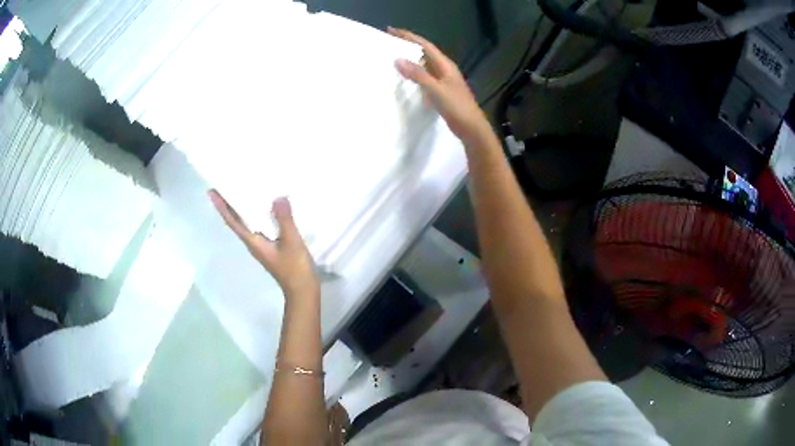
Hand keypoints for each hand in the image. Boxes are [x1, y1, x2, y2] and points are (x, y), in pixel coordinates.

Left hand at [209, 190, 319, 299]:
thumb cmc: (295, 268)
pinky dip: (256, 213)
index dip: (221, 206)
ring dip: (240, 208)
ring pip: (247, 222)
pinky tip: (264, 205)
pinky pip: (259, 225)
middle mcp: (253, 242)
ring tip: (239, 190)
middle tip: (222, 185)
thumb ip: (284, 220)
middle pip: (236, 220)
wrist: (303, 290)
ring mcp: (261, 245)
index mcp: (253, 241)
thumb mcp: (291, 241)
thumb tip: (277, 197)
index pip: (233, 221)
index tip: (211, 192)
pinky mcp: (270, 245)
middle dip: (228, 204)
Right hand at [389, 27, 490, 142]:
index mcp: (445, 65)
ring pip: (423, 66)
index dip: (408, 37)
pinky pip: (424, 78)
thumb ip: (418, 75)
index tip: (391, 31)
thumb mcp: (436, 90)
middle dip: (407, 47)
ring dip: (409, 61)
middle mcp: (444, 70)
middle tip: (388, 43)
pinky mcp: (441, 92)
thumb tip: (398, 59)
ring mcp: (443, 81)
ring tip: (392, 58)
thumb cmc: (457, 107)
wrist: (472, 129)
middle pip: (424, 53)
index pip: (425, 45)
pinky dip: (413, 75)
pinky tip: (403, 79)